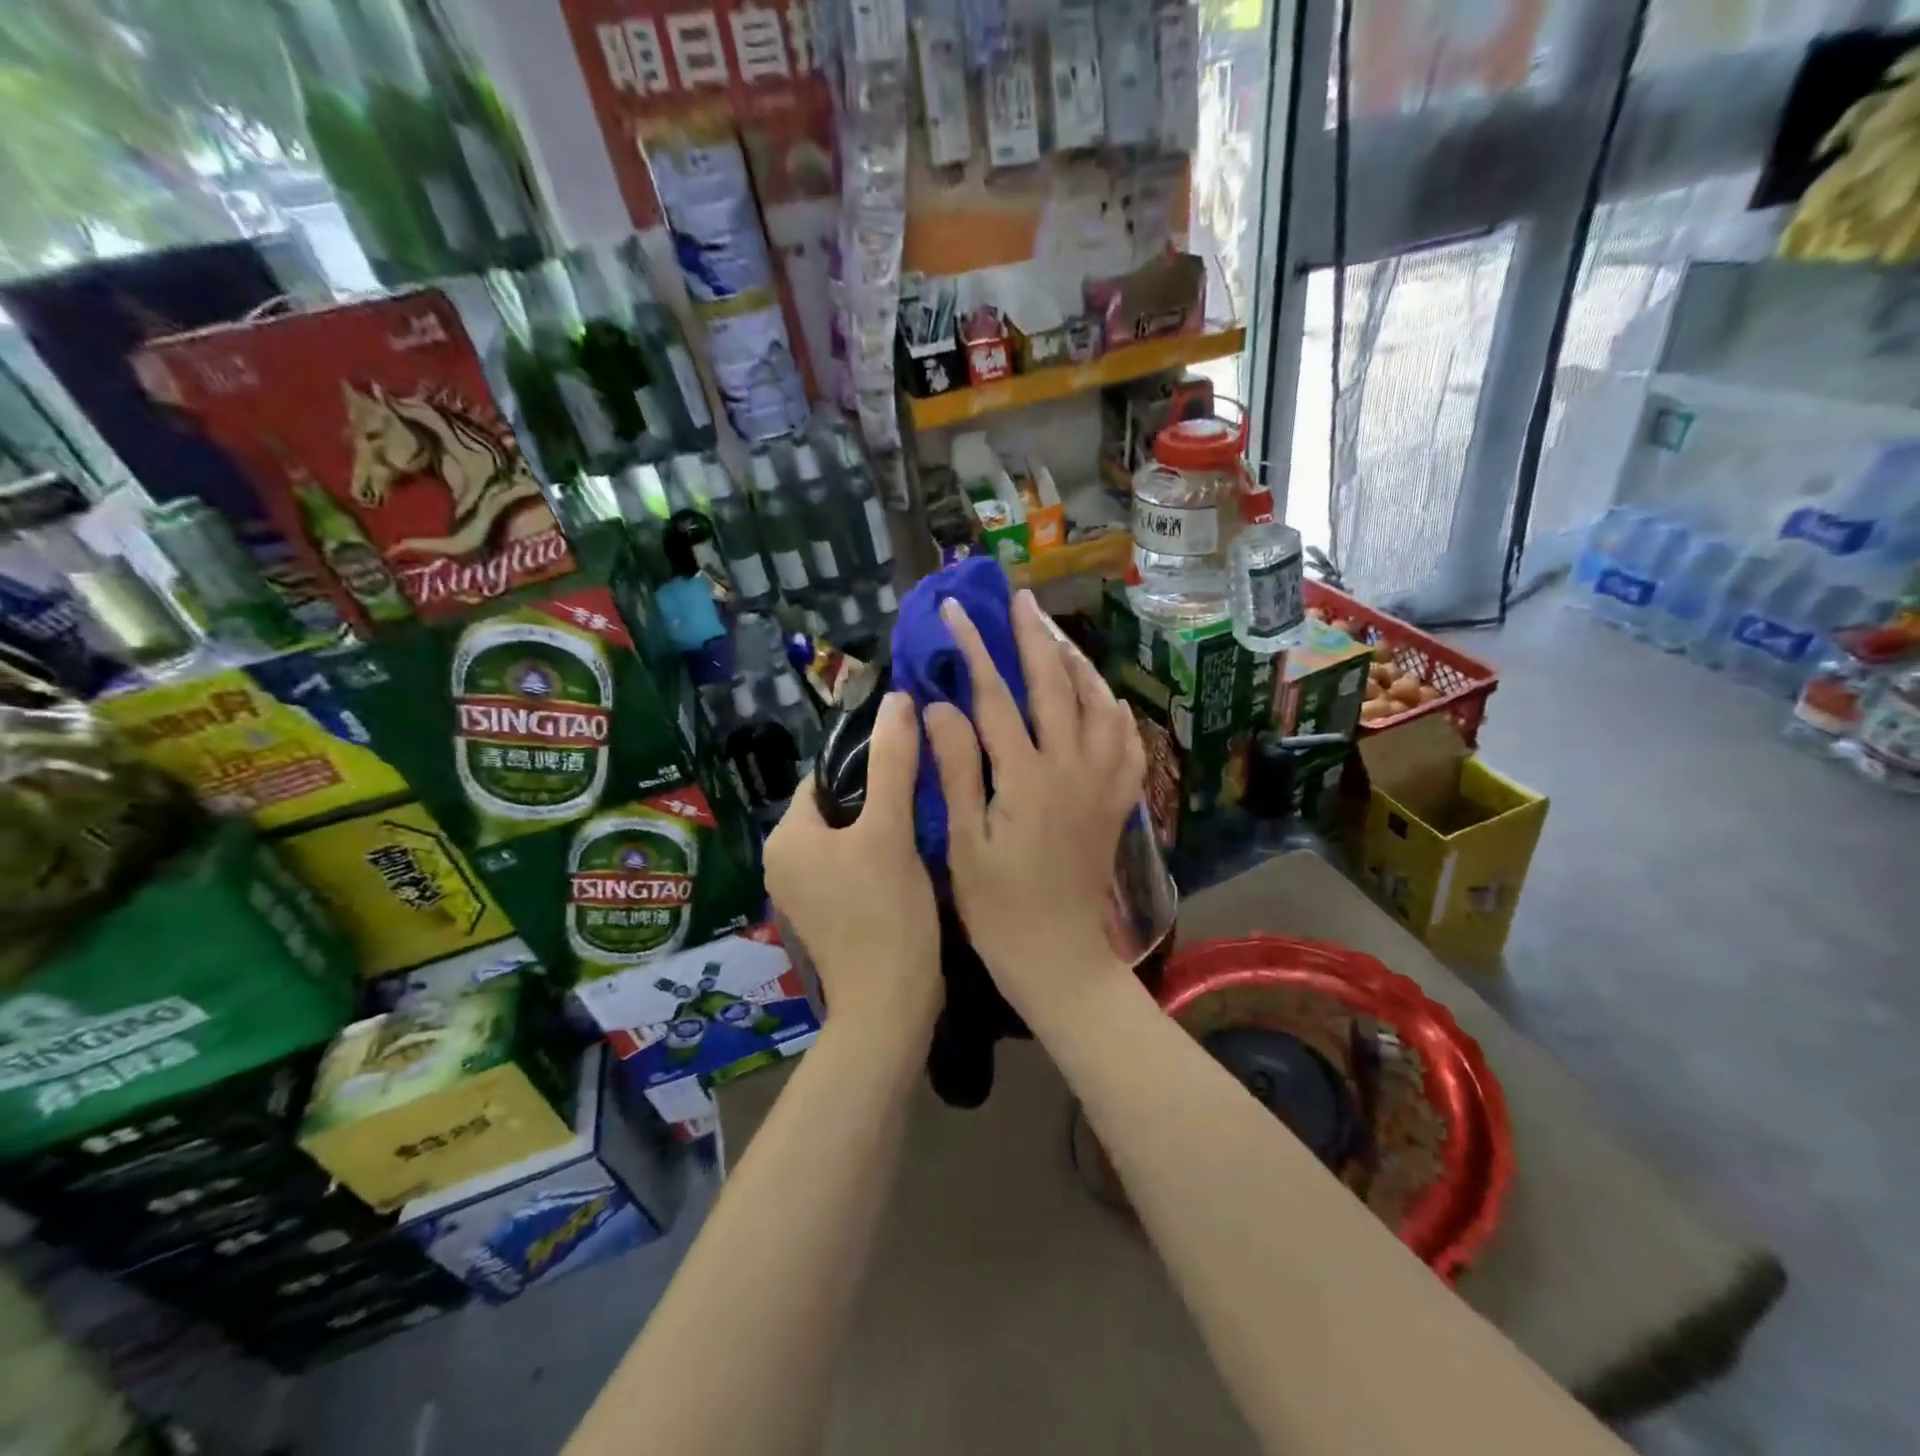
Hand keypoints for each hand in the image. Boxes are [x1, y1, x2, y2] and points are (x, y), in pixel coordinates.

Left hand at [764, 691, 941, 1042]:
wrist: (889, 1007)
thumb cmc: (885, 913)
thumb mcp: (890, 830)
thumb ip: (893, 763)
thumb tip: (897, 700)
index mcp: (786, 837)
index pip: (826, 777)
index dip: (867, 764)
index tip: (912, 761)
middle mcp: (783, 861)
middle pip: (838, 806)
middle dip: (879, 796)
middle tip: (927, 789)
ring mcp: (803, 892)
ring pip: (848, 837)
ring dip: (883, 825)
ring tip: (926, 818)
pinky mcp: (827, 914)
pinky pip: (852, 865)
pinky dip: (879, 855)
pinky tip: (915, 856)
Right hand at [923, 589, 1145, 1023]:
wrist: (1060, 959)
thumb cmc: (998, 909)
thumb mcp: (963, 843)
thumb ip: (955, 769)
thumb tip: (938, 705)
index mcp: (1025, 778)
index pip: (995, 697)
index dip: (973, 650)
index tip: (956, 611)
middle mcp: (1071, 768)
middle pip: (1055, 686)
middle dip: (1034, 638)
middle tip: (1020, 600)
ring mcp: (1101, 783)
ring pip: (1097, 705)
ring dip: (1077, 663)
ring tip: (1057, 635)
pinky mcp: (1117, 802)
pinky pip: (1126, 742)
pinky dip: (1113, 710)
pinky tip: (1103, 698)